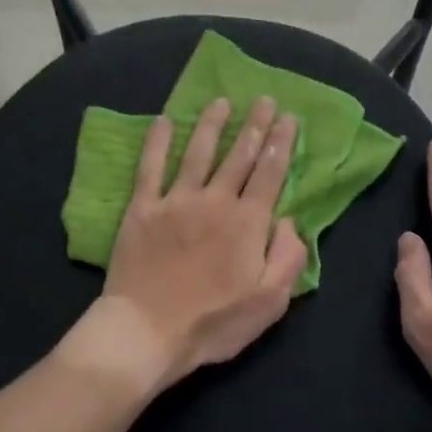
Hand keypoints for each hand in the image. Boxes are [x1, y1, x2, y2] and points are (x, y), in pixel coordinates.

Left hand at [82, 96, 306, 394]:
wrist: (147, 332)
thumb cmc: (213, 323)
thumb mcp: (269, 302)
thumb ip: (288, 257)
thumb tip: (288, 220)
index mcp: (247, 222)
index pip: (270, 173)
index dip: (281, 143)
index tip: (288, 118)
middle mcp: (215, 201)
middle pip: (239, 155)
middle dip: (255, 125)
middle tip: (264, 100)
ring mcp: (175, 201)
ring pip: (198, 152)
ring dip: (212, 124)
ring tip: (221, 101)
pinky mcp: (142, 209)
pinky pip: (150, 167)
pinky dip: (157, 142)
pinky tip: (163, 121)